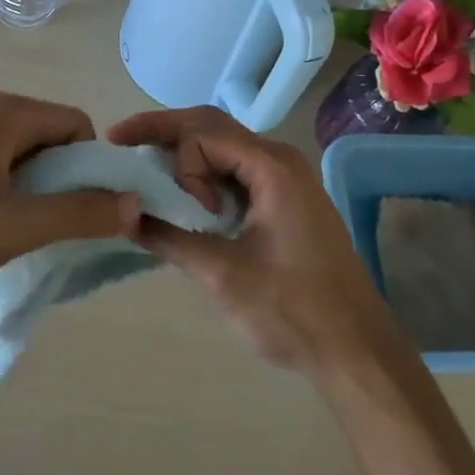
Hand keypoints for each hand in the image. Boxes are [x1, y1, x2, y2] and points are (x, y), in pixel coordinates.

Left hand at [0, 93, 140, 310]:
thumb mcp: (15, 226)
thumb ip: (80, 214)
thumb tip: (135, 203)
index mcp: (5, 113)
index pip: (77, 126)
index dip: (91, 168)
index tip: (83, 212)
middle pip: (47, 141)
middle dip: (60, 184)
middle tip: (50, 230)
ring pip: (16, 161)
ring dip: (29, 196)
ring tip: (15, 237)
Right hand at [106, 106, 398, 376]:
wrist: (355, 348)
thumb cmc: (293, 311)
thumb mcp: (223, 275)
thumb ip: (171, 239)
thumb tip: (126, 217)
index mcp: (272, 167)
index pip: (203, 134)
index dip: (180, 164)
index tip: (191, 214)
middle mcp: (280, 160)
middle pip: (212, 126)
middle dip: (164, 131)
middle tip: (119, 138)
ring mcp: (286, 179)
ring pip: (224, 147)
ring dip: (184, 154)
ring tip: (145, 166)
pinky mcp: (286, 200)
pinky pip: (237, 172)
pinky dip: (205, 176)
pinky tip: (183, 195)